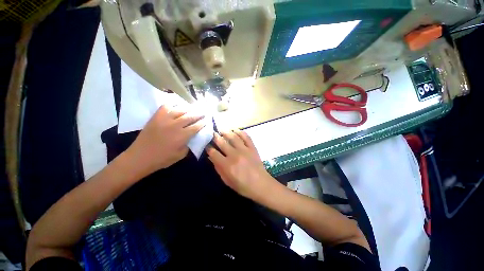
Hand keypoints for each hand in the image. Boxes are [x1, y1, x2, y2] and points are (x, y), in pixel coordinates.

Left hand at [126, 105, 205, 176]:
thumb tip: (193, 137)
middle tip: (204, 112)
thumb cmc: (162, 159)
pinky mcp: (156, 117)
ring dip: (189, 108)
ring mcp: (165, 119)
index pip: (196, 126)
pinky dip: (173, 104)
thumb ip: (189, 145)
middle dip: (199, 114)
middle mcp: (175, 125)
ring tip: (194, 107)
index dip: (203, 123)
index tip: (207, 120)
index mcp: (182, 136)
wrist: (140, 157)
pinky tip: (177, 105)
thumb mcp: (180, 155)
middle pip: (191, 116)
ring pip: (180, 110)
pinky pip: (166, 106)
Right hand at [206, 130, 277, 200]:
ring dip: (226, 132)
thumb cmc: (243, 186)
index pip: (214, 153)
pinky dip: (241, 132)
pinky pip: (246, 137)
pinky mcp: (252, 148)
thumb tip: (211, 157)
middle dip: (215, 137)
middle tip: (212, 133)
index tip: (207, 145)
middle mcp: (234, 154)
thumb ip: (218, 168)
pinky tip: (236, 130)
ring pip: (233, 137)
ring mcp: (244, 150)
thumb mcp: (227, 181)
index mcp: (227, 165)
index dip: (209, 148)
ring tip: (222, 129)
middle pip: (222, 142)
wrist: (261, 184)